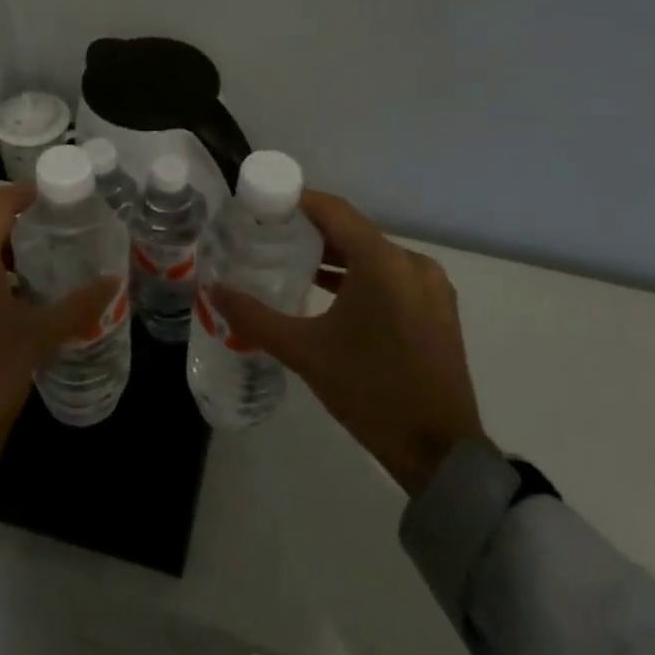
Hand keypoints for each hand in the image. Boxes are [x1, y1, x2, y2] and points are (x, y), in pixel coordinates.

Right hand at [211, 190, 485, 494]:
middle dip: (310, 230)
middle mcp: (411, 263)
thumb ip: (256, 317)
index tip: (262, 206)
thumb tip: (215, 290)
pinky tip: (330, 292)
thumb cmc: (369, 392)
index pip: (333, 210)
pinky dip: (360, 275)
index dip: (296, 201)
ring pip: (373, 253)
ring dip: (335, 255)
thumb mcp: (304, 353)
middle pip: (352, 230)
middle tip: (268, 236)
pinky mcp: (438, 308)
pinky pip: (391, 274)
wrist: (439, 453)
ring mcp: (430, 286)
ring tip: (293, 262)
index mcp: (382, 263)